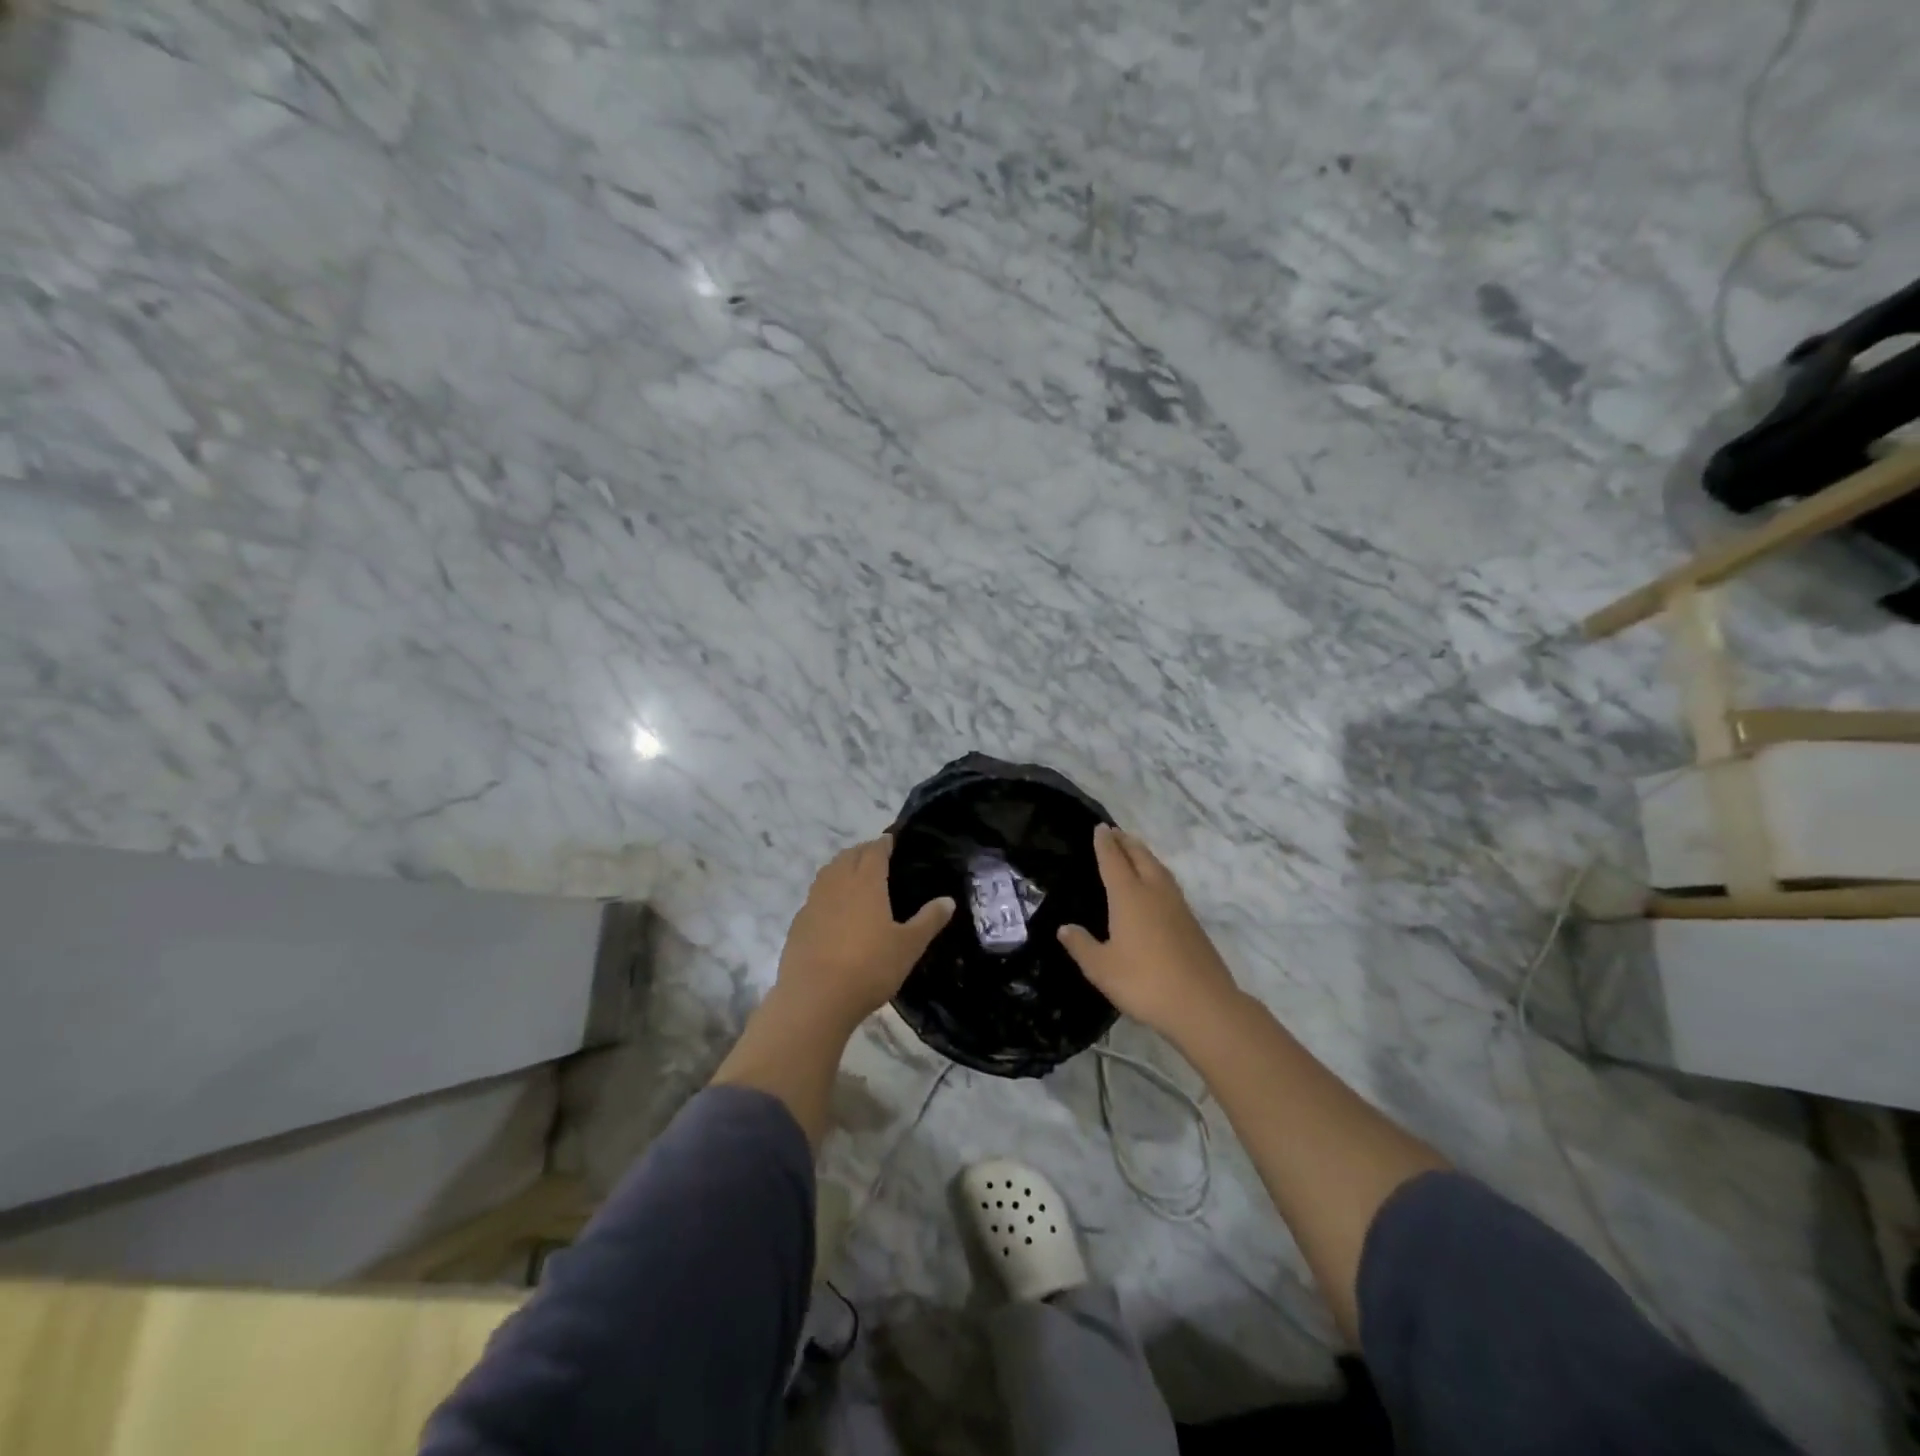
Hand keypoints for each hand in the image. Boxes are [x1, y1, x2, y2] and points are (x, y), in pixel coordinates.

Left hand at [776, 836, 954, 1027]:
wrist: (815, 998)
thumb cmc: (869, 967)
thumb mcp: (908, 946)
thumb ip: (929, 920)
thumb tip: (948, 900)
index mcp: (866, 882)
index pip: (874, 850)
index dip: (884, 843)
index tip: (892, 841)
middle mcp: (837, 883)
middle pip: (848, 856)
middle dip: (863, 851)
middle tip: (877, 858)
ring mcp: (814, 902)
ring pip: (828, 872)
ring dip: (842, 867)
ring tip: (855, 878)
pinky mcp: (799, 923)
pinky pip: (815, 896)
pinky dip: (827, 893)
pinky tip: (834, 910)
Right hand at [1057, 825, 1239, 1039]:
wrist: (1203, 1004)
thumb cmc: (1144, 982)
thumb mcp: (1101, 968)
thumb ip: (1081, 945)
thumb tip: (1065, 928)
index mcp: (1129, 896)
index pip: (1113, 860)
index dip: (1105, 843)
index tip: (1100, 828)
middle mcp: (1154, 892)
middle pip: (1140, 857)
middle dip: (1126, 842)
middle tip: (1115, 832)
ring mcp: (1177, 906)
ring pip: (1159, 869)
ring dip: (1145, 855)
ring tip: (1135, 850)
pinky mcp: (1192, 923)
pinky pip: (1169, 885)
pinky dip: (1157, 874)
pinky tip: (1156, 887)